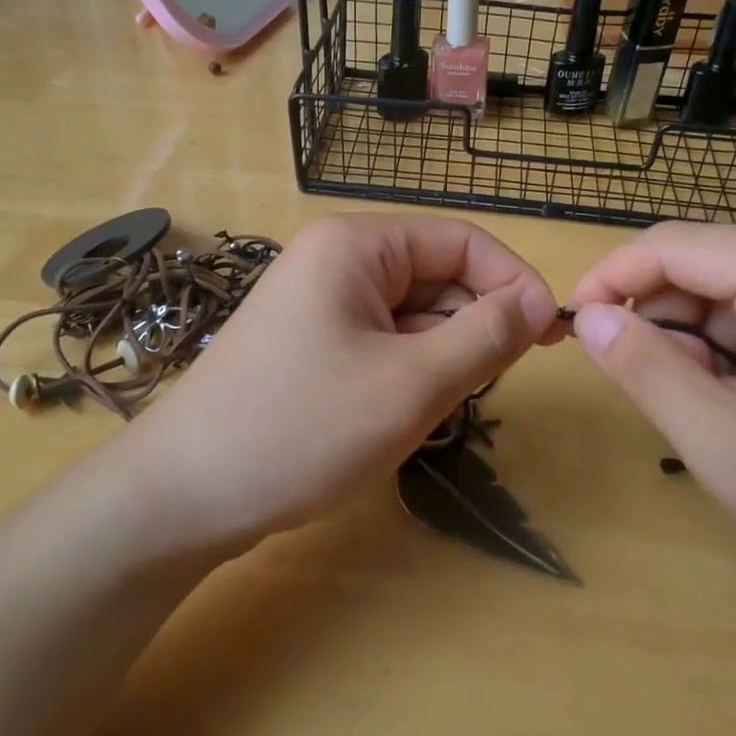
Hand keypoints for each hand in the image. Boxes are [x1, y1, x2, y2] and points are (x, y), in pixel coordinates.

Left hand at [127, 213, 560, 550]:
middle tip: (475, 391)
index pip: (462, 242)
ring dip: (436, 359)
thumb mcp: (410, 384)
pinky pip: (380, 342)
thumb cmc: (301, 429)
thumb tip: (539, 301)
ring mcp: (317, 302)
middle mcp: (335, 259)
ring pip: (411, 316)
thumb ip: (485, 336)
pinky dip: (403, 375)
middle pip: (436, 277)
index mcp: (356, 244)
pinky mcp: (308, 343)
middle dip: (468, 328)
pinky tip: (388, 417)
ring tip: (418, 411)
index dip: (513, 283)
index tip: (550, 339)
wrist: (184, 494)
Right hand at [568, 223, 735, 654]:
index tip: (572, 332)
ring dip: (699, 345)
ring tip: (717, 416)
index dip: (611, 280)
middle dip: (662, 322)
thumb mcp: (731, 452)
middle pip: (705, 265)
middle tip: (660, 398)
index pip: (675, 245)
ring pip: (732, 292)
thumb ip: (648, 373)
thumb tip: (588, 318)